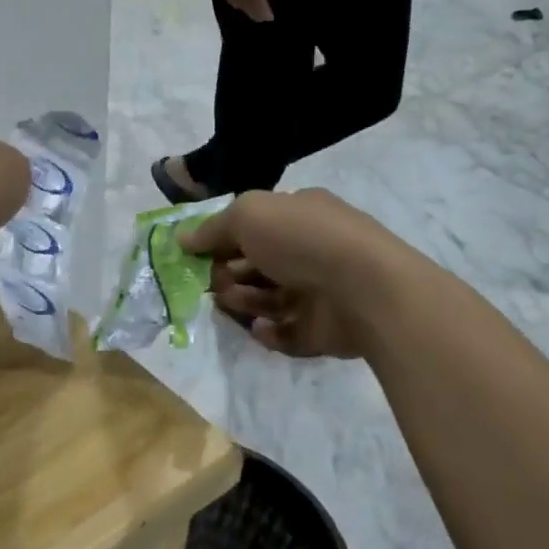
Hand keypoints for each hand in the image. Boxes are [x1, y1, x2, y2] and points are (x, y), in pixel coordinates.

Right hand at [178, 189, 407, 358]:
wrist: (365, 288)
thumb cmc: (303, 240)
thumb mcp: (248, 215)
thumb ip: (212, 228)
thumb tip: (183, 238)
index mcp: (299, 216)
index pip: (253, 228)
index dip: (222, 241)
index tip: (195, 256)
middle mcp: (311, 251)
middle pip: (258, 266)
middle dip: (229, 275)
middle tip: (211, 285)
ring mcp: (320, 292)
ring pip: (270, 300)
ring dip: (243, 301)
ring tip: (229, 304)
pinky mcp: (324, 330)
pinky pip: (287, 333)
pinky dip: (269, 332)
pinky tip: (260, 328)